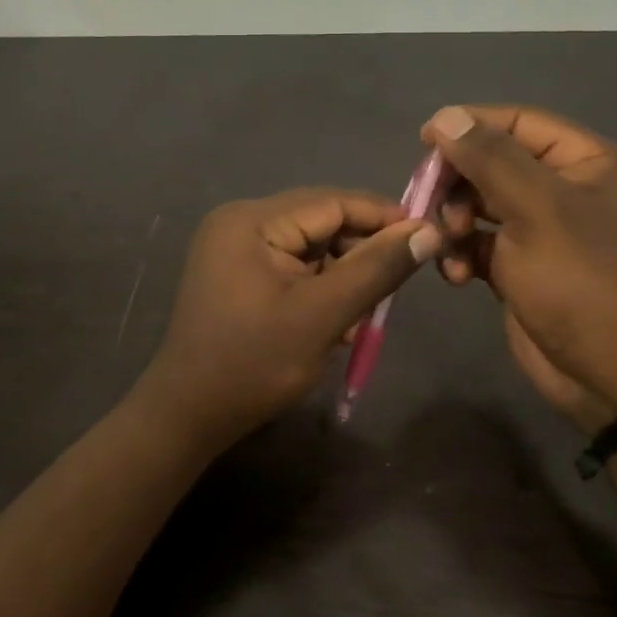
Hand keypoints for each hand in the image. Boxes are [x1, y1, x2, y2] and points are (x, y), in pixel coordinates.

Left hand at [132, 189, 440, 451]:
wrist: (187, 415)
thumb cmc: (253, 364)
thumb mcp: (322, 316)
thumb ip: (375, 270)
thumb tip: (428, 231)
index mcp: (252, 220)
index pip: (332, 201)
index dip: (383, 217)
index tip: (429, 237)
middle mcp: (241, 223)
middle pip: (321, 223)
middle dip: (361, 254)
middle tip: (395, 289)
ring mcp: (236, 250)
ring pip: (311, 249)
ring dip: (343, 278)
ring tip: (362, 318)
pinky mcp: (238, 276)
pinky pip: (293, 269)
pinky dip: (320, 290)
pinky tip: (335, 324)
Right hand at [420, 105, 616, 425]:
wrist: (608, 372)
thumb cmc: (580, 280)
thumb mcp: (537, 210)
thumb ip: (489, 158)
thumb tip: (444, 116)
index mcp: (584, 162)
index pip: (518, 123)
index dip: (470, 127)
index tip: (423, 143)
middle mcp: (563, 189)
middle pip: (492, 164)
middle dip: (458, 184)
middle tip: (431, 206)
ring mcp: (539, 230)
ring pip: (478, 205)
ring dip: (453, 222)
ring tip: (448, 244)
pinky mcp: (518, 267)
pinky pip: (477, 244)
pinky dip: (461, 255)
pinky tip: (458, 275)